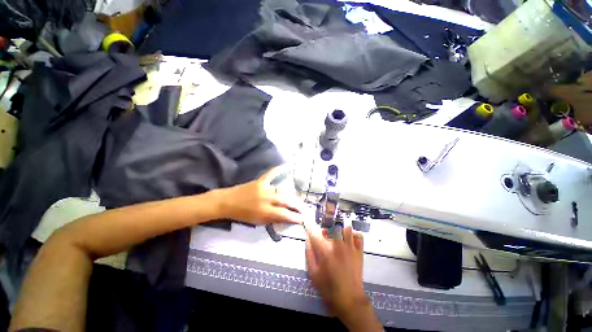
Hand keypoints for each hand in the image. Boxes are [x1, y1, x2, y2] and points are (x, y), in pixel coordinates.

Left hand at [217, 167, 303, 224]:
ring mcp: (264, 188)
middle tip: (304, 209)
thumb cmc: (242, 215)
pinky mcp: (260, 181)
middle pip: (287, 202)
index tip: (302, 219)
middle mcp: (267, 199)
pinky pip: (271, 174)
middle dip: (297, 206)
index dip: (295, 217)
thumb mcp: (258, 221)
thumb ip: (273, 219)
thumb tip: (287, 217)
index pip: (285, 215)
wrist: (227, 202)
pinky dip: (278, 170)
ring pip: (282, 191)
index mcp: (265, 212)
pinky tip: (286, 166)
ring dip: (291, 196)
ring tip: (297, 200)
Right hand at [305, 224, 382, 331]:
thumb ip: (309, 254)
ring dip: (341, 231)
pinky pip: (359, 236)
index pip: (314, 232)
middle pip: (332, 226)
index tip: (307, 224)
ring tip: (338, 237)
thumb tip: (307, 238)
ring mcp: (350, 248)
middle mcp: (338, 246)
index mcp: (325, 251)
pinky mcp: (359, 251)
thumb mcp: (313, 273)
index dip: (309, 226)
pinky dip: (354, 235)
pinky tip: (349, 241)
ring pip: (346, 228)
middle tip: (325, 235)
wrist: (349, 299)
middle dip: (327, 228)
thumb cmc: (328, 287)